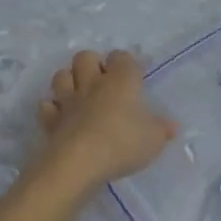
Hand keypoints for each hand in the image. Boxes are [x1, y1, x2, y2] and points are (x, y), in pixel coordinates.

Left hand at [37, 50, 177, 187]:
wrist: (78, 163)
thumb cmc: (122, 144)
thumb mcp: (154, 139)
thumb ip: (162, 130)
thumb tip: (172, 125)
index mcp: (120, 81)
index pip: (122, 57)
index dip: (128, 63)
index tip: (135, 75)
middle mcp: (92, 84)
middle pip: (85, 57)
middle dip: (93, 63)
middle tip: (104, 80)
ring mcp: (67, 101)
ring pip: (61, 76)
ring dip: (69, 80)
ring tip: (80, 94)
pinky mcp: (50, 121)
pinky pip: (48, 106)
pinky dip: (53, 108)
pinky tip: (61, 116)